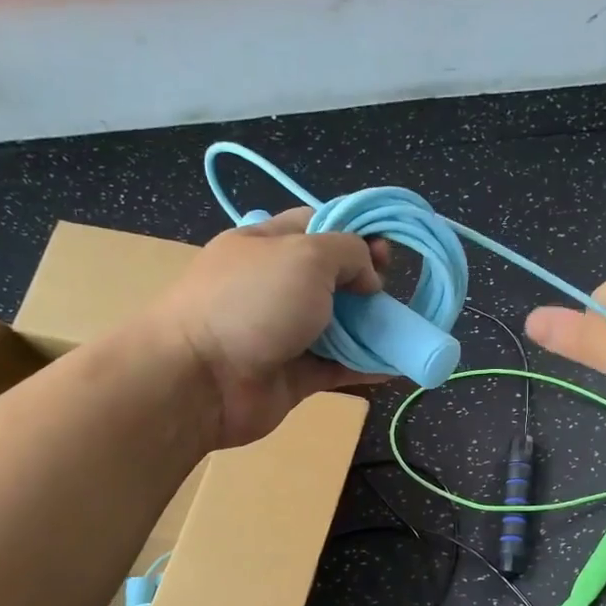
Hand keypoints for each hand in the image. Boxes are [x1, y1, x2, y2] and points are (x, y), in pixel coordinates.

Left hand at [151, 208, 388, 446]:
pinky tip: (397, 366)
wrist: (201, 379)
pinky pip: (337, 367)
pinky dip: (366, 366)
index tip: (386, 251)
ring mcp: (283, 334)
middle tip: (390, 295)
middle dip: (367, 284)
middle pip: (332, 278)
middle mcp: (274, 286)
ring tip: (404, 332)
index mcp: (267, 244)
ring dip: (372, 328)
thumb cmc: (252, 303)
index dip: (355, 232)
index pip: (317, 225)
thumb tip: (368, 278)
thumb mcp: (306, 255)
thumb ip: (348, 253)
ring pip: (338, 326)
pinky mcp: (293, 376)